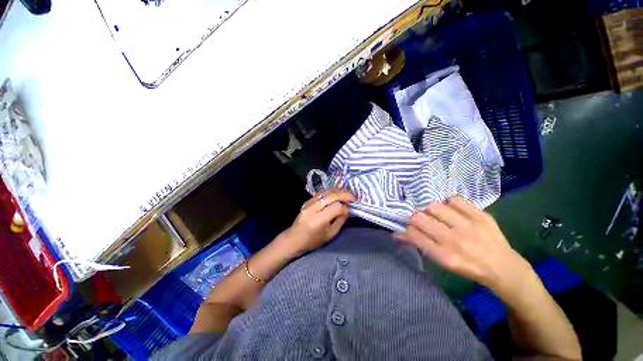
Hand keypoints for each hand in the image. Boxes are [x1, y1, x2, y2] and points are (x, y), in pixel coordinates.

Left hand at [281, 189, 355, 252]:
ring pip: (326, 191)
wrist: (294, 238)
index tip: (350, 210)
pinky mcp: (307, 200)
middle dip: (344, 194)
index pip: (336, 207)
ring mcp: (309, 202)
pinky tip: (337, 194)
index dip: (345, 207)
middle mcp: (312, 208)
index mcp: (318, 220)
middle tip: (353, 197)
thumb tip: (347, 210)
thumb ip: (340, 221)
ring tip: (347, 194)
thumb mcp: (330, 234)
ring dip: (338, 191)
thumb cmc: (313, 241)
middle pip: (331, 195)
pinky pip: (321, 193)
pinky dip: (331, 192)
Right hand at [397, 196, 531, 290]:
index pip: (413, 234)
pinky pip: (455, 200)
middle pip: (420, 218)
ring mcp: (469, 226)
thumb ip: (418, 245)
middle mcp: (455, 240)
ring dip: (431, 210)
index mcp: (444, 255)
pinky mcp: (481, 216)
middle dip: (416, 218)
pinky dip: (449, 203)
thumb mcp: (441, 261)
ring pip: (435, 207)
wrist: (503, 267)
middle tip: (423, 221)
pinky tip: (452, 210)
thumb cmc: (467, 266)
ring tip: (438, 215)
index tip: (412, 229)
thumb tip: (397, 233)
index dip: (408, 229)